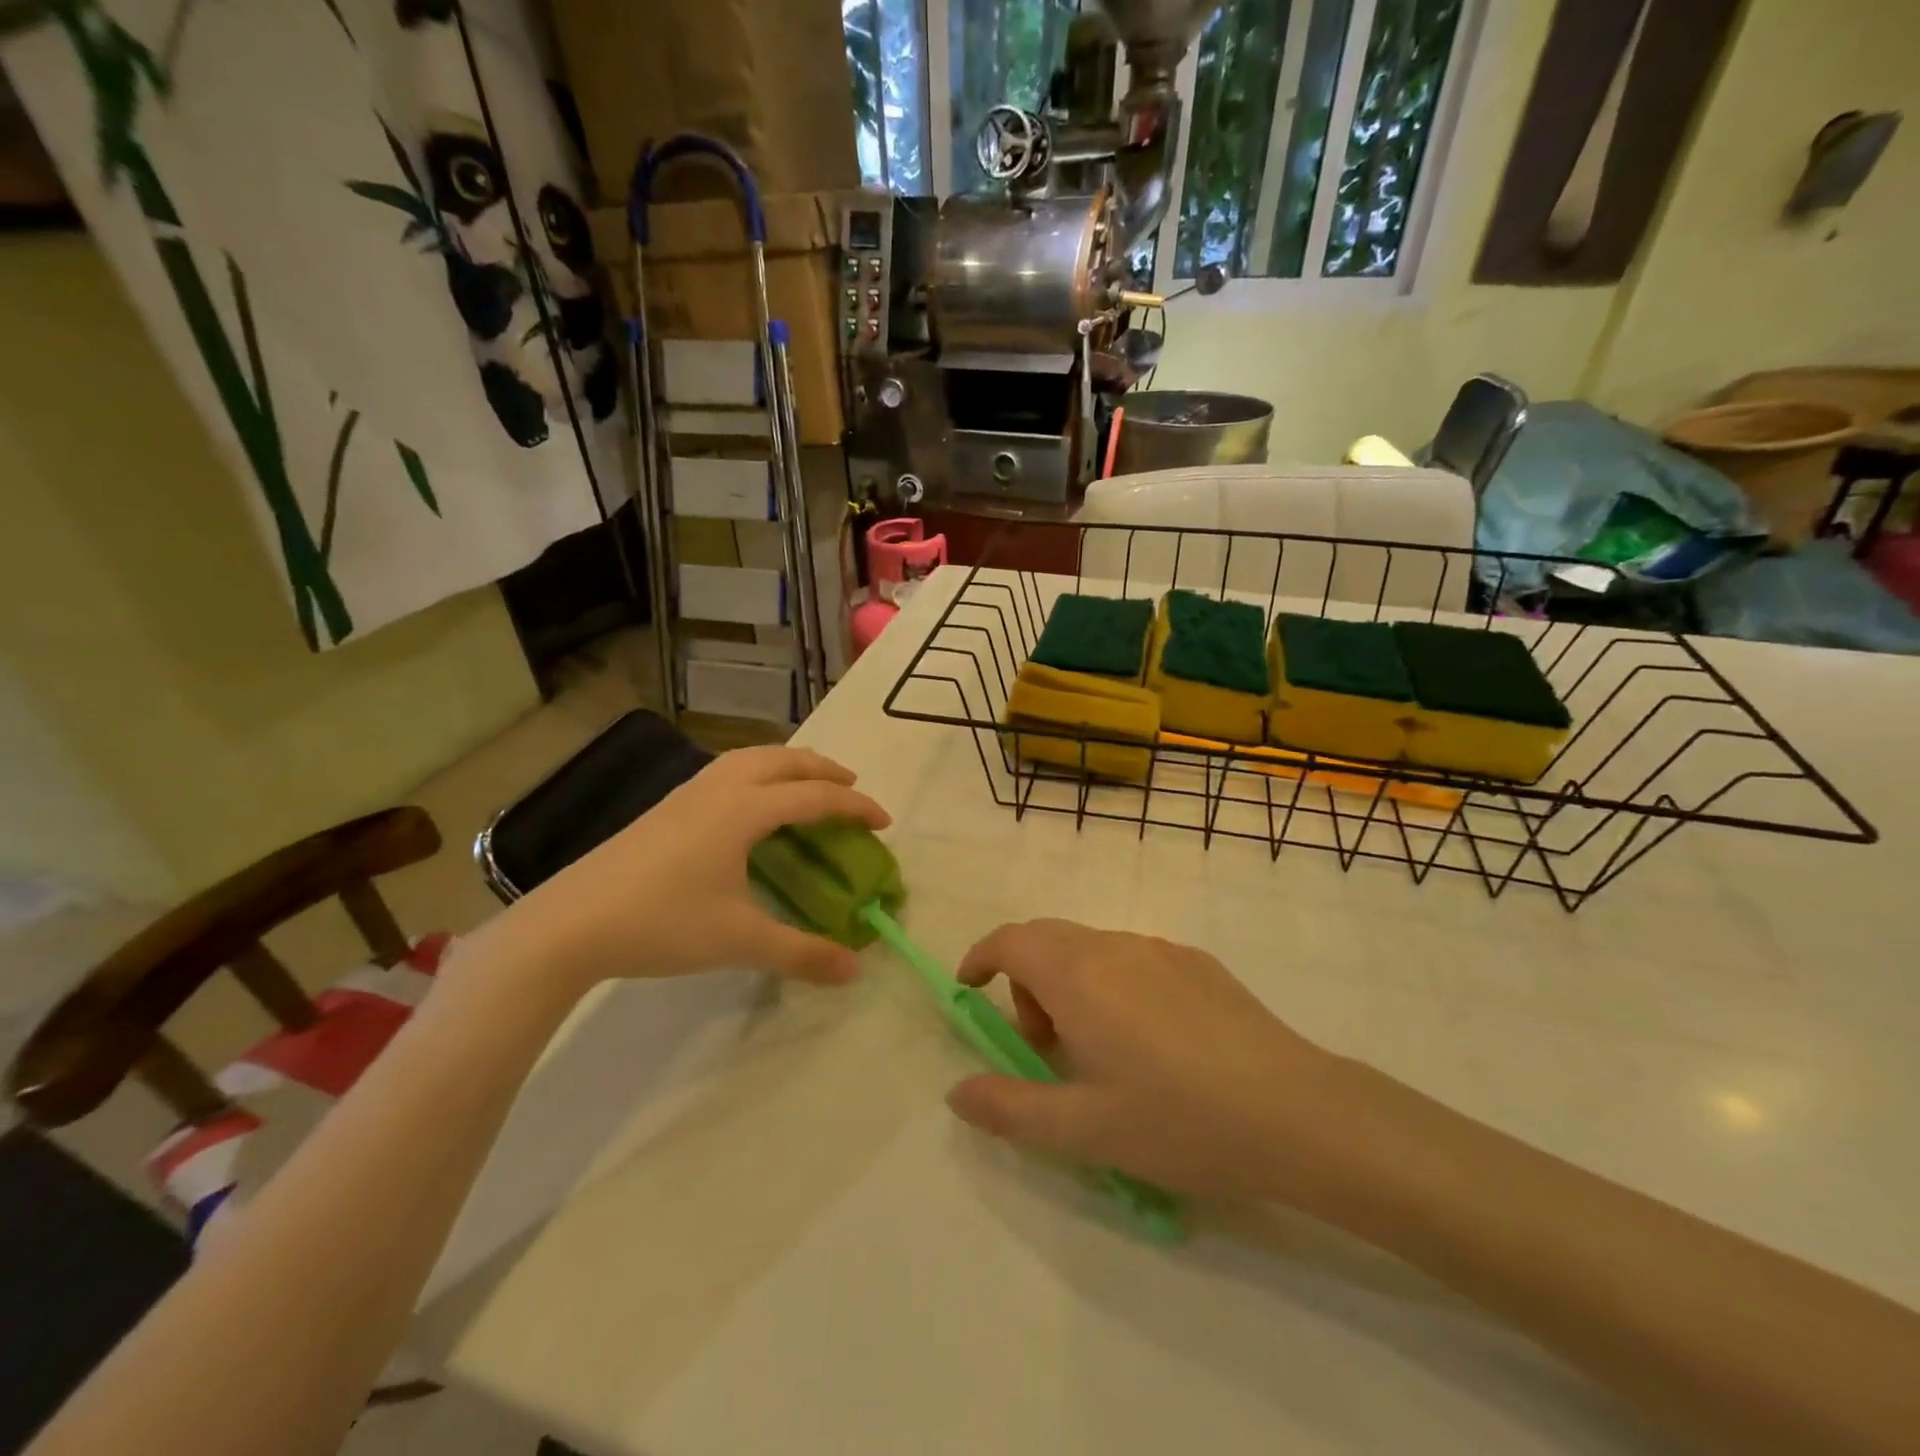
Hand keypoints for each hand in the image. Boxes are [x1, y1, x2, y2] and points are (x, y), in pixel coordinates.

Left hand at [502, 746, 889, 990]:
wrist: (570, 925)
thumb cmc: (662, 923)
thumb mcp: (739, 941)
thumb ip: (801, 952)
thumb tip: (855, 969)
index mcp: (744, 810)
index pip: (814, 796)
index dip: (855, 805)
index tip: (883, 822)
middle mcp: (719, 789)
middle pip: (783, 760)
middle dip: (823, 768)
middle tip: (851, 787)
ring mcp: (687, 794)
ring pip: (749, 758)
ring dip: (787, 764)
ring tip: (805, 784)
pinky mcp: (665, 807)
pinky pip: (726, 771)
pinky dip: (756, 773)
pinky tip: (749, 804)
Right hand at [947, 919, 1345, 1200]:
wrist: (1297, 1112)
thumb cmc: (1180, 1121)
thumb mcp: (1083, 1130)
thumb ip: (1009, 1108)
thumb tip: (956, 1092)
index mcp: (1079, 976)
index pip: (1011, 940)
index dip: (981, 957)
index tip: (970, 990)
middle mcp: (1114, 946)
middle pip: (1046, 938)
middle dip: (1024, 979)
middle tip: (1040, 1043)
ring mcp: (1161, 948)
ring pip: (1090, 946)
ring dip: (1068, 981)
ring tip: (1095, 1048)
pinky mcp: (1197, 962)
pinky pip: (1131, 956)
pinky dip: (1110, 981)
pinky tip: (1147, 1040)